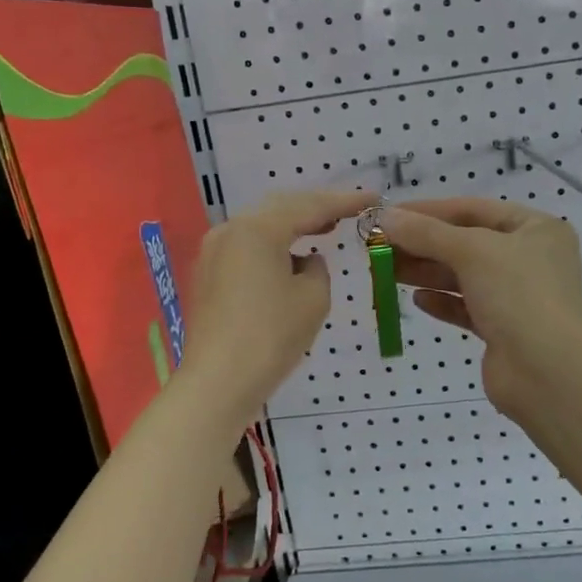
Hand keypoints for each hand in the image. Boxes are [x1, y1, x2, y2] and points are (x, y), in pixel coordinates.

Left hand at [180, 189, 373, 426]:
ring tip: (325, 228)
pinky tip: (292, 257)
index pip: (310, 206)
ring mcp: (214, 252)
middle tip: (349, 210)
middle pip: (281, 208)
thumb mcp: (313, 299)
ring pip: (261, 226)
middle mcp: (230, 230)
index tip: (373, 197)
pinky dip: (274, 245)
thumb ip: (318, 269)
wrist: (218, 383)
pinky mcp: (208, 275)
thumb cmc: (271, 337)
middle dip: (316, 207)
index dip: (345, 201)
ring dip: (294, 226)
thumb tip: (305, 261)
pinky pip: (248, 246)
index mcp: (257, 229)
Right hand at [379, 198, 581, 420]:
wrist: (550, 373)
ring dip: (426, 272)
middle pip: (466, 243)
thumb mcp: (472, 251)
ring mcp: (518, 296)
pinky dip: (442, 301)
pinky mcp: (504, 330)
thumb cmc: (519, 295)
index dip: (429, 211)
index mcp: (535, 229)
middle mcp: (530, 259)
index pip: (474, 210)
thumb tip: (384, 217)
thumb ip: (426, 233)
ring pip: (463, 277)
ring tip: (385, 270)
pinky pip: (467, 308)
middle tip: (379, 246)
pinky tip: (417, 300)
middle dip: (422, 244)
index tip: (388, 215)